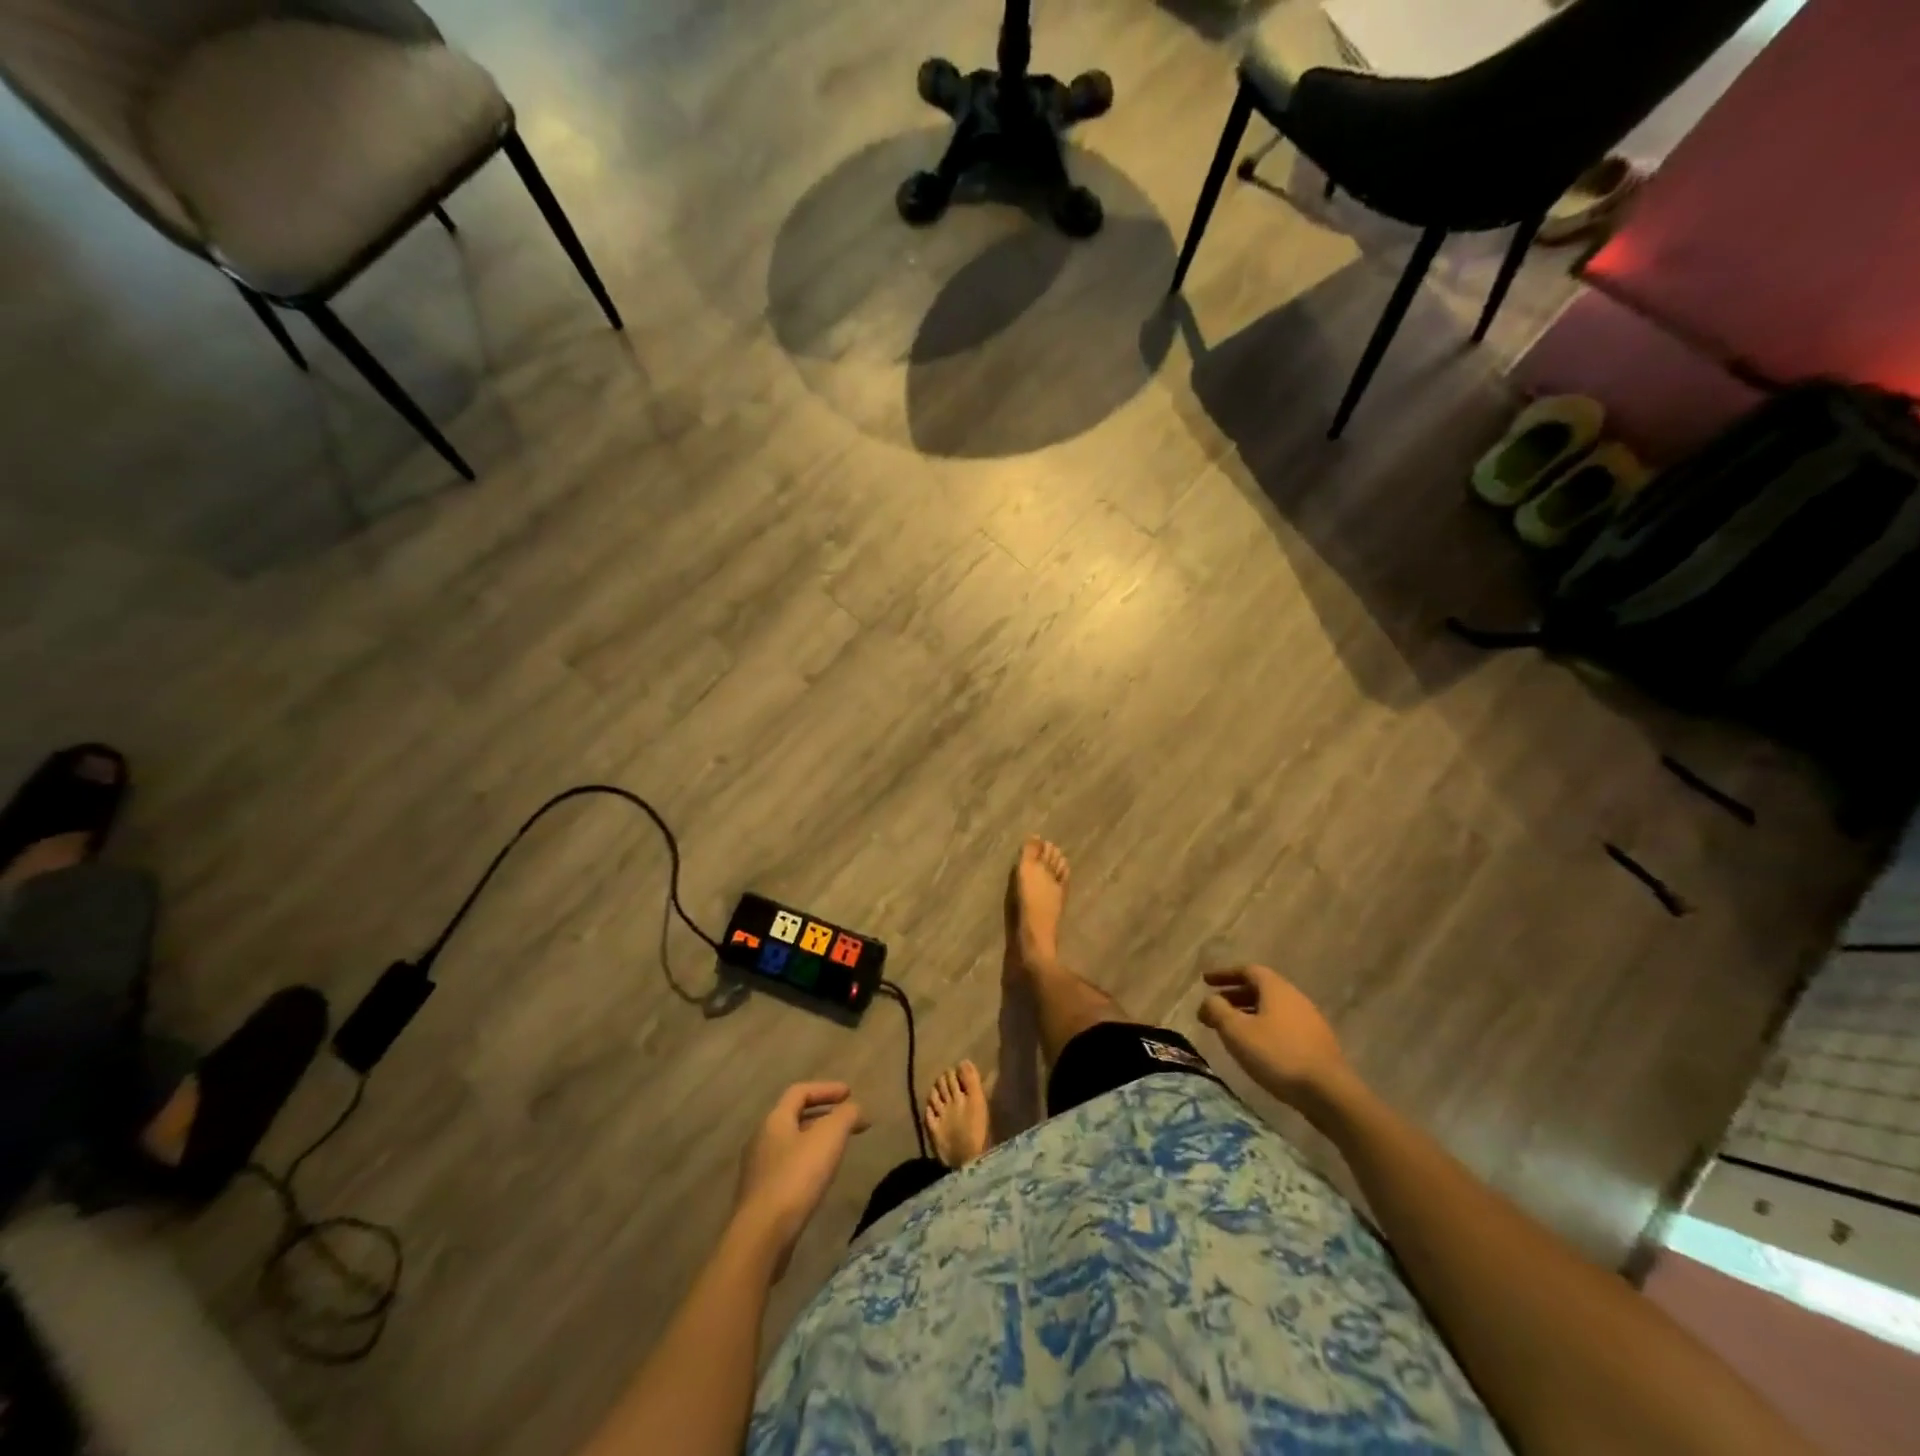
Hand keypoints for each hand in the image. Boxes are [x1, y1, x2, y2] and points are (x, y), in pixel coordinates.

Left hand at [734, 1082, 867, 1277]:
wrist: (761, 1236)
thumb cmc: (796, 1178)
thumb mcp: (830, 1137)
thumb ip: (846, 1116)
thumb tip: (856, 1108)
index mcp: (774, 1120)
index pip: (800, 1091)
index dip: (826, 1089)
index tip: (850, 1094)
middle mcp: (761, 1139)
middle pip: (794, 1117)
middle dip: (823, 1115)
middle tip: (847, 1121)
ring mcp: (757, 1170)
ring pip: (790, 1143)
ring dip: (815, 1140)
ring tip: (837, 1149)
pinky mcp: (760, 1197)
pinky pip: (787, 1168)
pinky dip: (807, 1163)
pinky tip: (819, 1178)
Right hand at [1198, 966, 1353, 1117]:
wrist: (1329, 1093)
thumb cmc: (1277, 1055)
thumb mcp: (1237, 1031)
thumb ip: (1217, 1010)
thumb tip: (1209, 1000)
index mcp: (1276, 988)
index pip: (1247, 970)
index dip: (1224, 974)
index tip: (1205, 981)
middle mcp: (1294, 997)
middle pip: (1260, 989)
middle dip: (1234, 996)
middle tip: (1213, 1008)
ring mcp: (1309, 1021)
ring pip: (1271, 1009)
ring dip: (1248, 1014)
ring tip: (1230, 1030)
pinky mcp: (1316, 1043)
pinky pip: (1282, 1025)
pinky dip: (1263, 1028)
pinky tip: (1255, 1048)